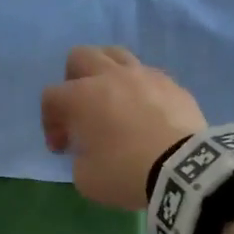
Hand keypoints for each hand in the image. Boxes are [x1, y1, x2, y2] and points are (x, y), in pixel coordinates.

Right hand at [40, 46, 206, 210]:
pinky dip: (139, 88)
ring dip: (106, 73)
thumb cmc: (127, 173)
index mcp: (83, 96)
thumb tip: (89, 149)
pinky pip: (147, 75)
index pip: (51, 97)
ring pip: (116, 54)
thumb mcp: (86, 178)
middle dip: (73, 81)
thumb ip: (79, 158)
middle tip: (81, 109)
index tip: (62, 147)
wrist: (184, 169)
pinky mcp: (172, 83)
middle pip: (80, 56)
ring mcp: (144, 75)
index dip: (50, 122)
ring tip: (112, 100)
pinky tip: (145, 111)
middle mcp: (111, 76)